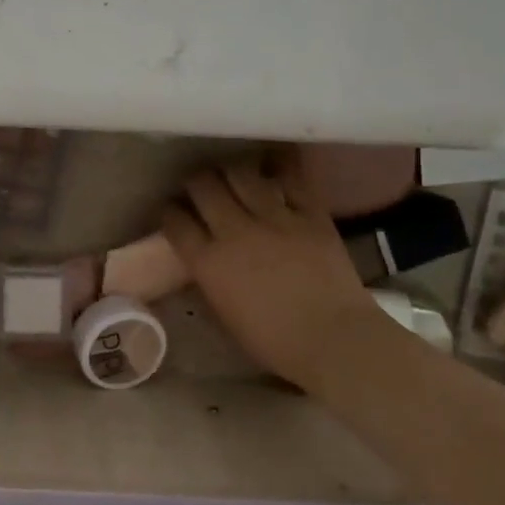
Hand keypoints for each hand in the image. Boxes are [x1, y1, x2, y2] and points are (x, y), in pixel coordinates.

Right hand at [162, 157, 392, 389]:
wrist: (335, 340)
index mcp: (208, 262)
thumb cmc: (275, 342)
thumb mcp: (224, 314)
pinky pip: (291, 178)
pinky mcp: (310, 213)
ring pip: (240, 173)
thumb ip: (209, 279)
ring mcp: (274, 218)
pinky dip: (279, 166)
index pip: (175, 221)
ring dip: (230, 170)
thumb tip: (203, 261)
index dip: (168, 211)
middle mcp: (235, 231)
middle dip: (195, 182)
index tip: (171, 211)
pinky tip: (273, 163)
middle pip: (203, 186)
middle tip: (200, 188)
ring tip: (232, 173)